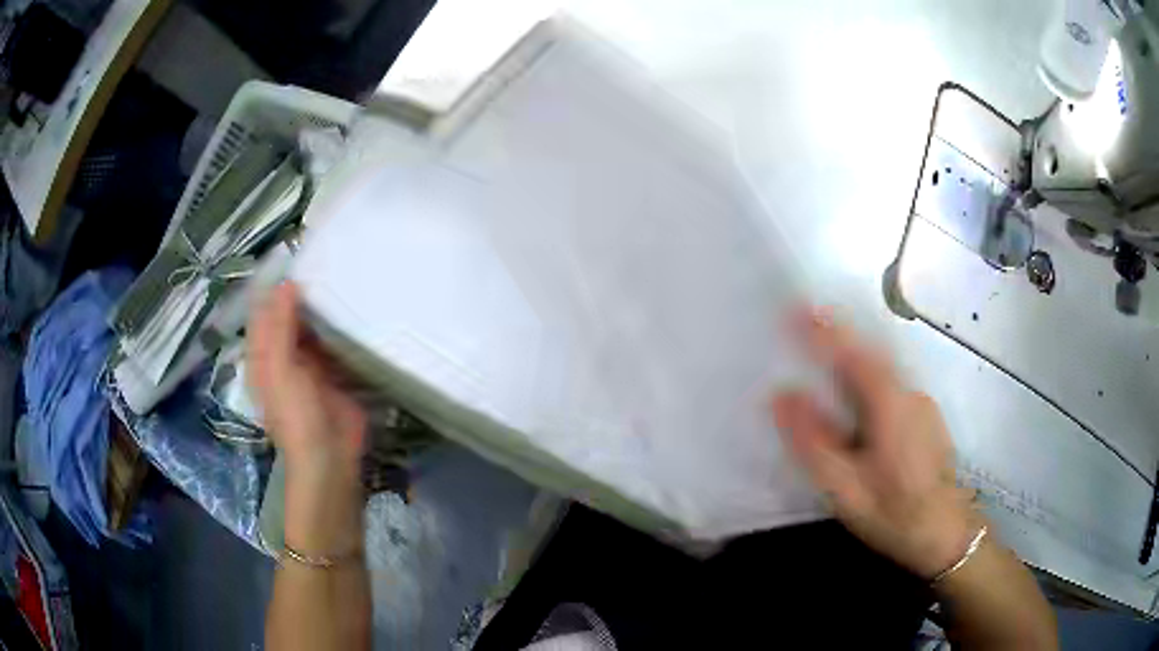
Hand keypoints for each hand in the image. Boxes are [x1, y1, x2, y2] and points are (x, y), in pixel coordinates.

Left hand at [249, 281, 366, 553]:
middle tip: (328, 258)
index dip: (275, 286)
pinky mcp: (336, 371)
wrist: (331, 457)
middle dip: (304, 291)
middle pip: (291, 315)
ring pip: (315, 326)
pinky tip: (357, 305)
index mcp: (264, 355)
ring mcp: (311, 363)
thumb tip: (287, 283)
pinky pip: (336, 341)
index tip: (297, 255)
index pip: (265, 311)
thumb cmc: (296, 416)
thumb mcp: (280, 371)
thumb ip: (281, 328)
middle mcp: (285, 354)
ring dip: (325, 306)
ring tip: (346, 273)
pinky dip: (343, 326)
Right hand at [771, 309, 978, 578]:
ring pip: (881, 368)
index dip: (823, 329)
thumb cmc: (894, 514)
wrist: (946, 534)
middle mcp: (909, 392)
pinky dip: (866, 376)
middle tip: (802, 325)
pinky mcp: (925, 416)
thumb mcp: (845, 488)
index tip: (793, 310)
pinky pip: (890, 382)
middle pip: (869, 352)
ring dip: (850, 356)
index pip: (853, 352)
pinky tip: (854, 400)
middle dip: (836, 335)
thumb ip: (813, 442)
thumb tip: (782, 396)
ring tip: (821, 357)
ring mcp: (921, 402)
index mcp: (890, 404)